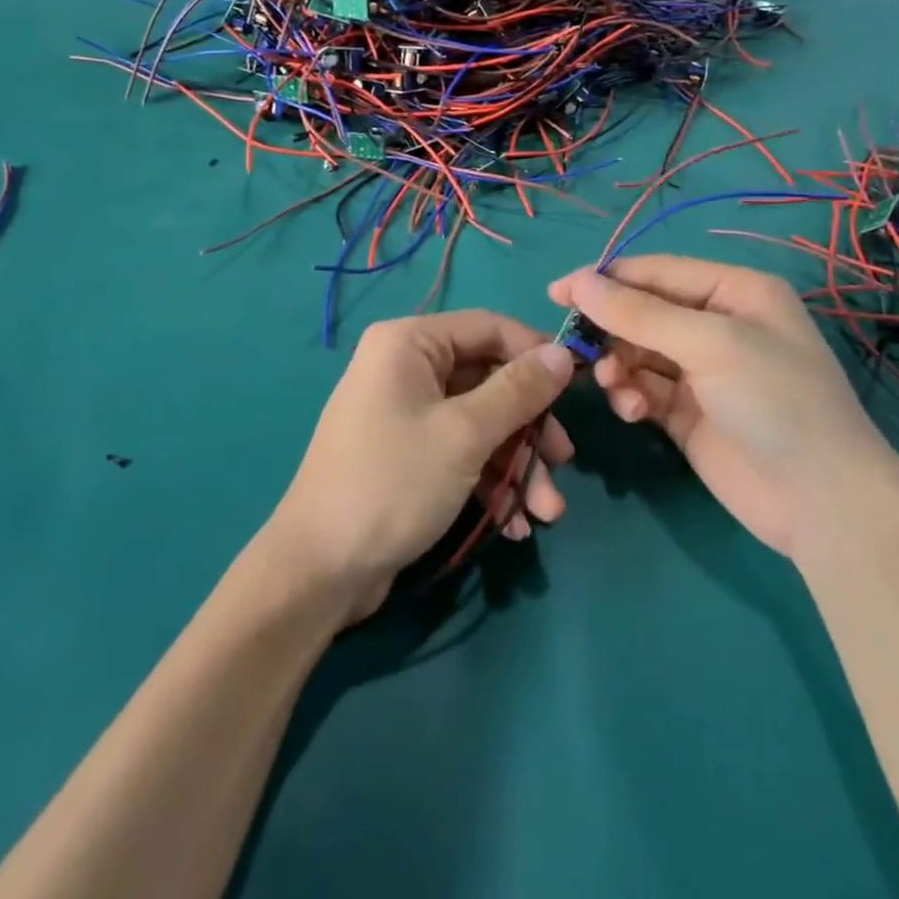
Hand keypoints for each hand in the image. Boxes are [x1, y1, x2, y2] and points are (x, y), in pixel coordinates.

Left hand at [268, 311, 575, 623]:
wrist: (319, 570)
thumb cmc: (393, 483)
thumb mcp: (465, 434)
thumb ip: (518, 391)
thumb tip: (563, 353)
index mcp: (409, 343)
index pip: (489, 328)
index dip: (536, 353)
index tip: (579, 387)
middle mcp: (406, 368)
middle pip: (488, 380)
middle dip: (529, 427)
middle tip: (563, 461)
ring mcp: (405, 413)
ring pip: (480, 422)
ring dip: (517, 464)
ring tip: (546, 512)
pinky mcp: (408, 454)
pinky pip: (461, 451)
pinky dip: (489, 481)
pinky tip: (513, 523)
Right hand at [548, 256, 898, 555]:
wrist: (822, 503)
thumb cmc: (775, 400)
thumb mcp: (709, 344)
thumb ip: (639, 313)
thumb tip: (576, 281)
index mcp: (734, 291)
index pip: (656, 271)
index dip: (605, 279)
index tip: (556, 293)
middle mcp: (717, 324)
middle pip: (642, 311)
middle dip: (610, 328)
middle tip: (575, 348)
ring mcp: (701, 371)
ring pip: (636, 352)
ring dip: (618, 365)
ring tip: (614, 385)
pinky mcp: (687, 413)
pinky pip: (643, 389)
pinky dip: (630, 396)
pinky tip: (632, 411)